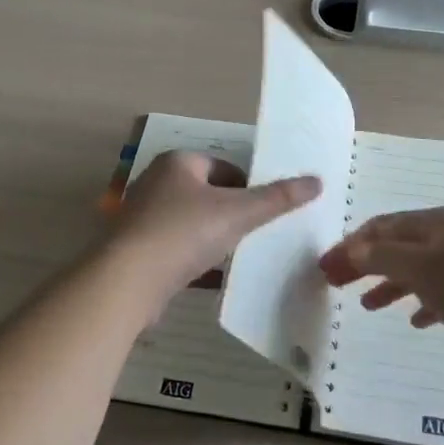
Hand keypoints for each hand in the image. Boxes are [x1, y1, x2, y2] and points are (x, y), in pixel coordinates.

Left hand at [100, 150, 320, 315]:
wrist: (126, 282)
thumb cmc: (183, 233)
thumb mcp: (238, 213)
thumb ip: (277, 198)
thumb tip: (317, 181)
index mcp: (178, 162)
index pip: (225, 167)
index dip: (250, 187)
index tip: (268, 212)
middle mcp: (157, 183)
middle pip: (209, 195)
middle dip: (233, 214)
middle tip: (258, 235)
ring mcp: (144, 217)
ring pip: (193, 224)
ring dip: (215, 238)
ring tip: (240, 257)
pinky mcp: (137, 250)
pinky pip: (177, 250)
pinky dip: (196, 260)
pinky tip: (214, 278)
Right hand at [318, 207, 443, 359]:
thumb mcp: (420, 268)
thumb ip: (382, 257)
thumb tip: (352, 249)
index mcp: (434, 222)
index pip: (382, 226)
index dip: (351, 244)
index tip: (326, 266)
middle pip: (397, 245)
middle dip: (366, 262)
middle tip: (337, 283)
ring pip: (418, 269)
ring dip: (389, 283)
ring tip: (367, 305)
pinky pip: (441, 292)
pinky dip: (422, 301)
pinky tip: (415, 320)